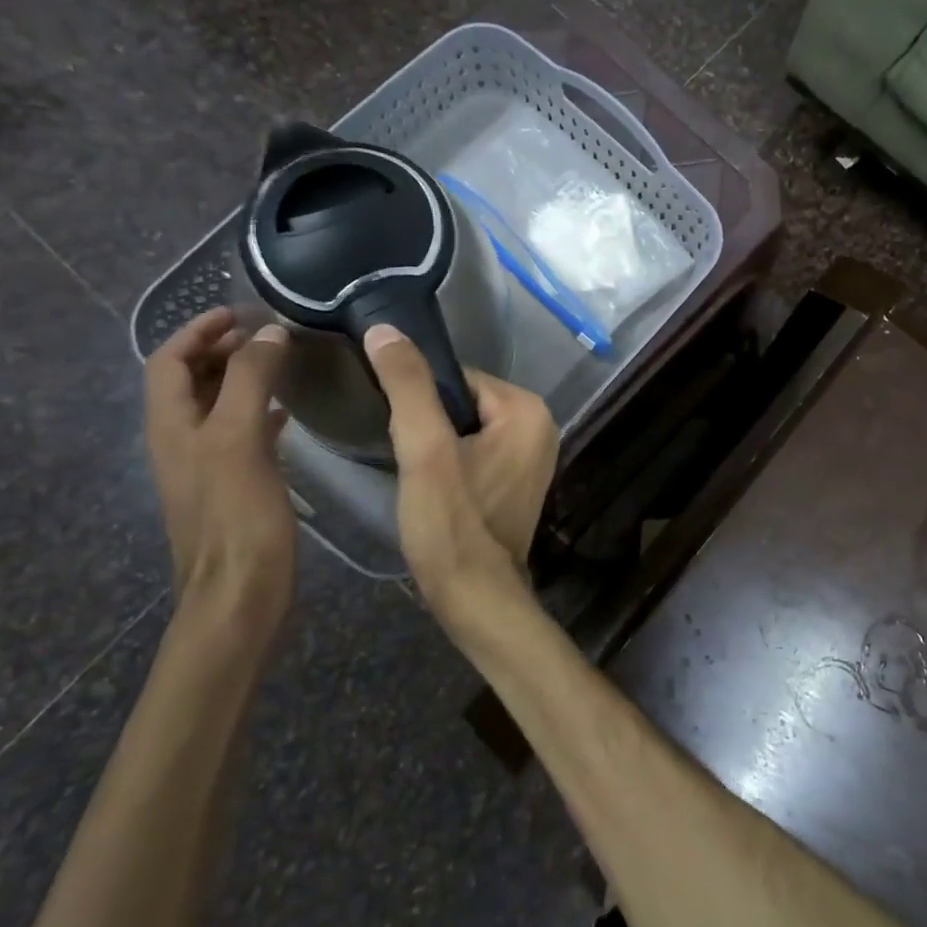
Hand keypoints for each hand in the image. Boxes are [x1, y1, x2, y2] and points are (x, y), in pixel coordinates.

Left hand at [144, 308, 296, 632]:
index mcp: (171, 426)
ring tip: (282, 363)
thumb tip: (268, 332)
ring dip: (241, 378)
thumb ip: (249, 381)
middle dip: (220, 350)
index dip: (197, 330)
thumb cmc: (237, 516)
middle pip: (189, 381)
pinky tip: (287, 416)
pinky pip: (240, 434)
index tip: (239, 312)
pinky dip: (258, 412)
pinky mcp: (233, 487)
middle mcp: (180, 441)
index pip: (168, 361)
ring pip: (216, 407)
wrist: (240, 595)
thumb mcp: (239, 439)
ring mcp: (206, 466)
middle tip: (267, 335)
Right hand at [363, 324, 557, 606]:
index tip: (395, 424)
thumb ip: (408, 385)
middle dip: (428, 423)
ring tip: (415, 472)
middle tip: (407, 456)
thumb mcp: (424, 449)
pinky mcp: (518, 479)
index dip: (419, 397)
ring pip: (466, 427)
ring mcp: (533, 455)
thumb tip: (386, 329)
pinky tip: (433, 486)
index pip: (458, 376)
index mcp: (527, 409)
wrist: (476, 598)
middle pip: (462, 401)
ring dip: (436, 444)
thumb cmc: (452, 524)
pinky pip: (477, 451)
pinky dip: (452, 461)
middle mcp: (540, 425)